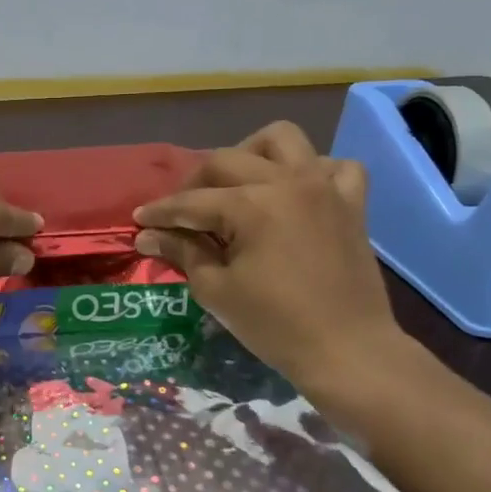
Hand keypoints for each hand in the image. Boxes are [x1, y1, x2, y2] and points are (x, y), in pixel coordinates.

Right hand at [133, 122, 412, 412]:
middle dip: (195, 182)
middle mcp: (288, 182)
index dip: (160, 212)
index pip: (191, 202)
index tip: (139, 220)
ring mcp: (324, 187)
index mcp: (252, 205)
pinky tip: (295, 192)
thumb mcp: (216, 290)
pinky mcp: (351, 203)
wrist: (347, 351)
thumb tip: (149, 236)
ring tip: (238, 184)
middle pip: (226, 160)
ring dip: (252, 153)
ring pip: (282, 139)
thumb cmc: (275, 325)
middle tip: (181, 212)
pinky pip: (334, 165)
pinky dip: (312, 170)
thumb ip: (182, 252)